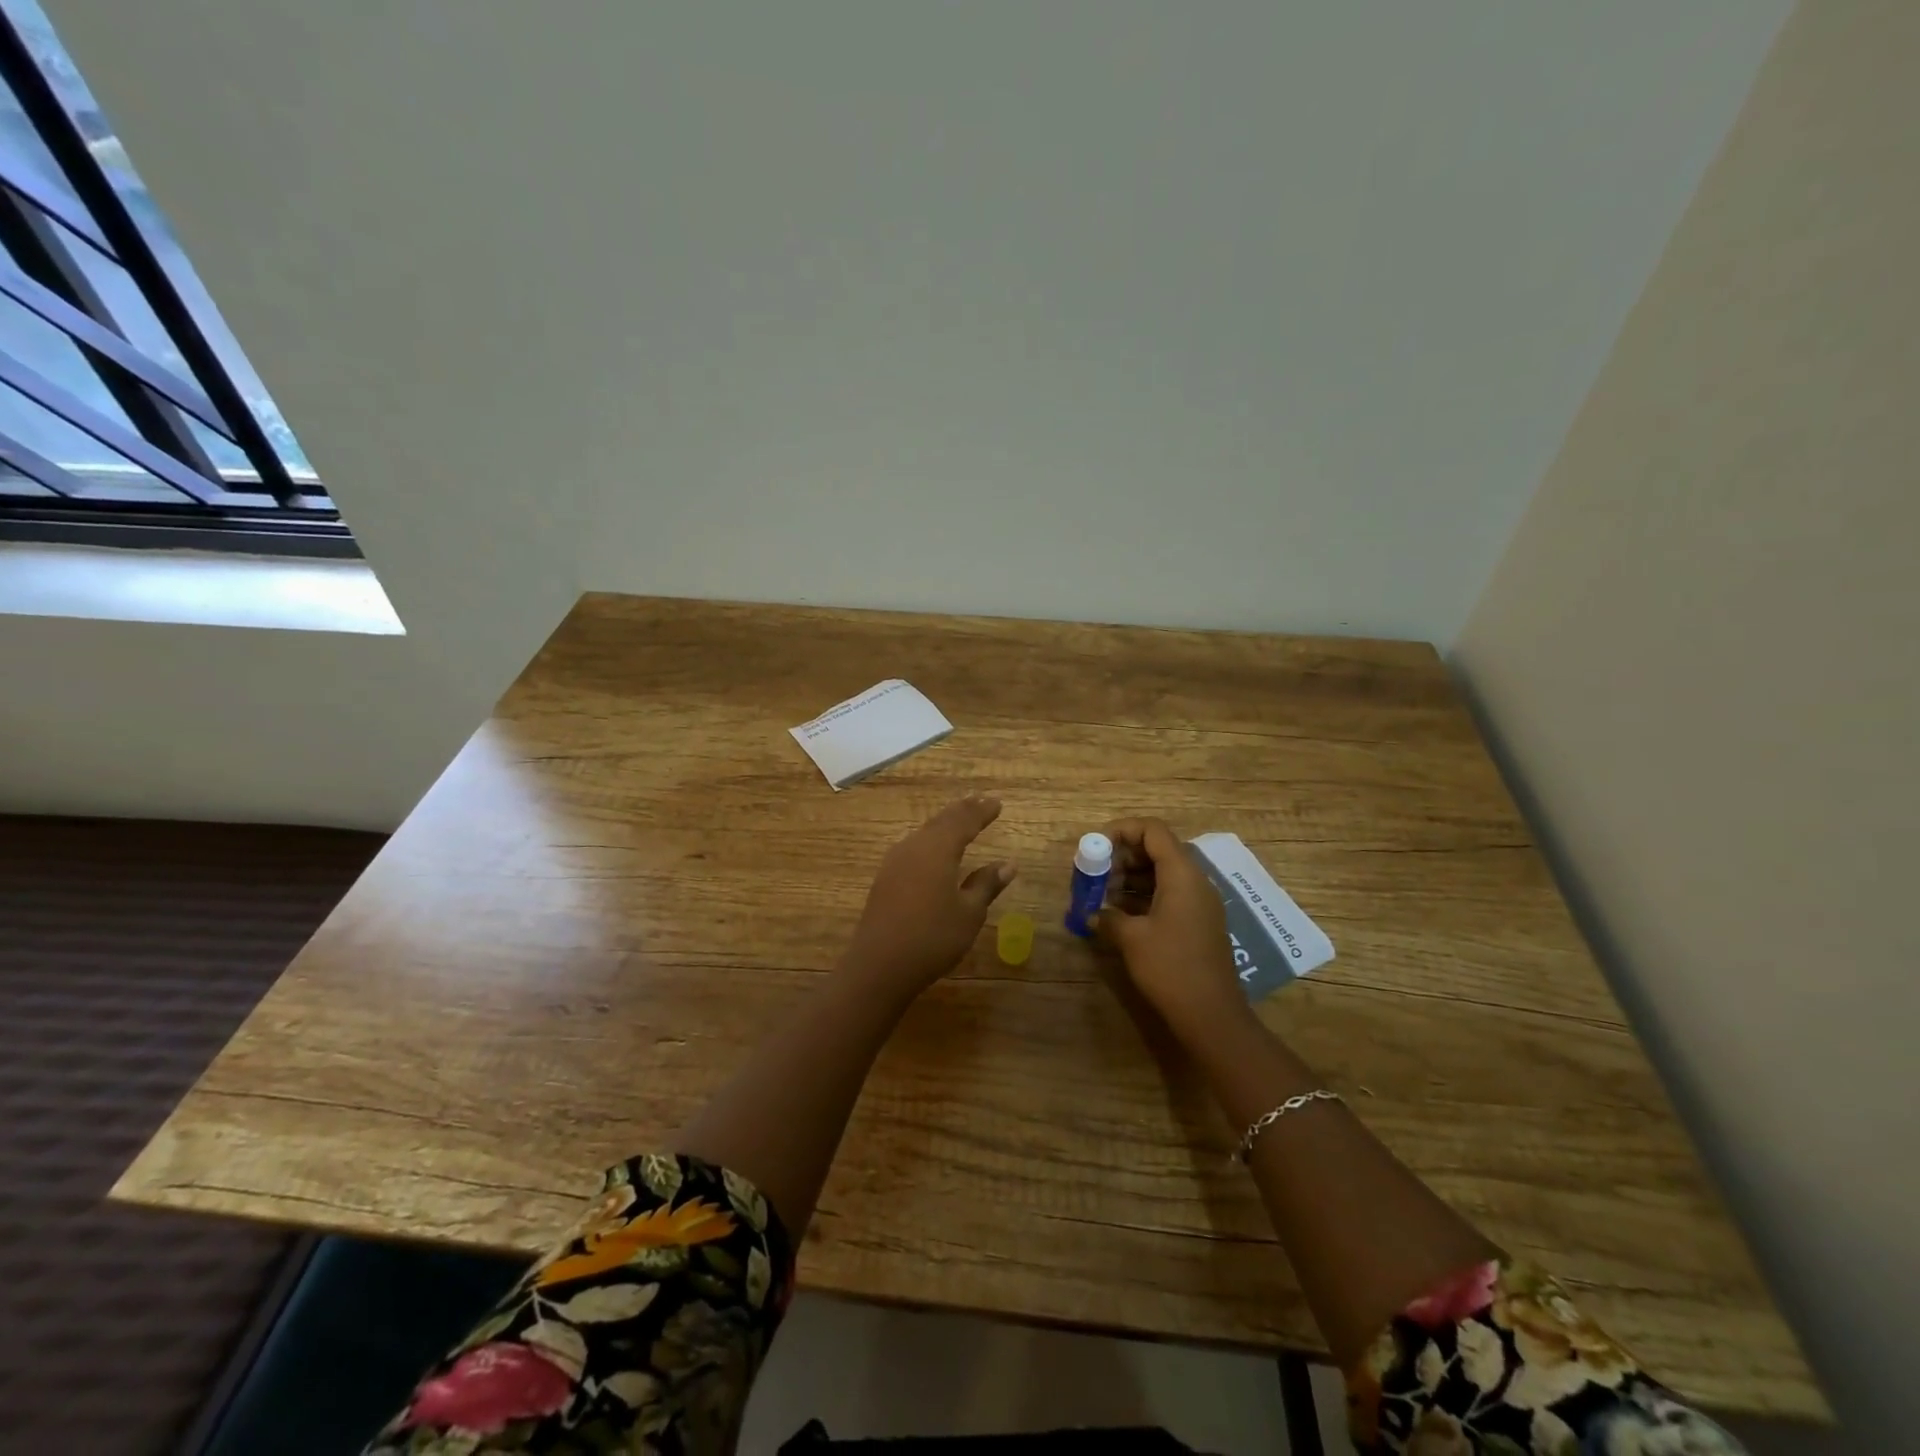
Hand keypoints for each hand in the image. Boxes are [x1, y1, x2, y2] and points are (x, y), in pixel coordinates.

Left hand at [841, 796, 1015, 999]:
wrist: (879, 965)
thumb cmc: (932, 938)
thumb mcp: (968, 914)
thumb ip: (986, 885)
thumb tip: (1007, 865)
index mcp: (938, 849)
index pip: (964, 821)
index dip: (982, 812)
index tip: (997, 803)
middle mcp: (914, 847)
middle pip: (941, 821)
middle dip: (962, 810)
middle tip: (979, 801)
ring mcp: (895, 862)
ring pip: (925, 832)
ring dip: (944, 823)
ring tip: (959, 819)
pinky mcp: (885, 878)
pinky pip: (913, 847)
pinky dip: (930, 840)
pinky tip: (932, 849)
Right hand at [1096, 817, 1249, 1041]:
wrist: (1211, 1014)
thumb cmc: (1170, 967)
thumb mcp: (1131, 938)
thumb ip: (1108, 916)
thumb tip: (1092, 913)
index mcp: (1181, 874)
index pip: (1152, 830)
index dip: (1122, 830)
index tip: (1095, 846)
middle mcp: (1194, 881)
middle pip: (1157, 849)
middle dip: (1122, 856)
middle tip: (1095, 875)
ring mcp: (1199, 902)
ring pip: (1161, 873)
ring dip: (1130, 878)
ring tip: (1101, 895)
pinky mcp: (1197, 922)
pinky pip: (1168, 894)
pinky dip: (1143, 896)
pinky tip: (1119, 914)